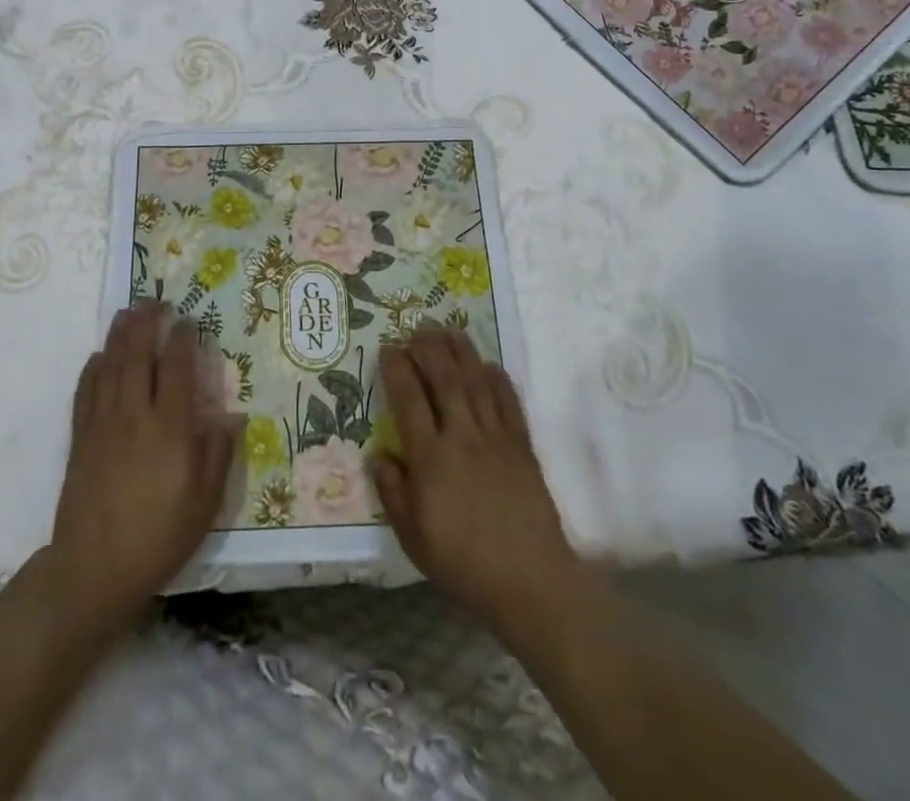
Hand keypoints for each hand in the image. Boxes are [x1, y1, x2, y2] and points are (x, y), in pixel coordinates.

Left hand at [46, 301, 236, 628]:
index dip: (182, 338)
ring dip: (119, 334)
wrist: (94, 569)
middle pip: (137, 355)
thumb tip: (231, 415)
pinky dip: (93, 367)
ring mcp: (103, 424)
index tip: (188, 319)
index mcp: (169, 428)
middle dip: (146, 322)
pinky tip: (99, 355)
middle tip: (154, 300)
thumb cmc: (159, 536)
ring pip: (110, 365)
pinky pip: (85, 391)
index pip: (176, 368)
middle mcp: (134, 415)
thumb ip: (218, 454)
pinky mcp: (80, 438)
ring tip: (127, 311)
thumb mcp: (205, 503)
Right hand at [373, 325, 579, 632]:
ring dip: (461, 352)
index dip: (397, 369)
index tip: (388, 349)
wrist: (530, 581)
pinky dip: (498, 379)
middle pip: (444, 379)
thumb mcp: (413, 537)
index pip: (409, 400)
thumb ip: (393, 492)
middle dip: (428, 349)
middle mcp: (462, 437)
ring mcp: (496, 438)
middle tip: (417, 328)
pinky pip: (509, 402)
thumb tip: (379, 455)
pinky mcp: (522, 446)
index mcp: (431, 458)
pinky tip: (488, 364)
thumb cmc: (464, 564)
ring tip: (448, 329)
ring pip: (476, 382)